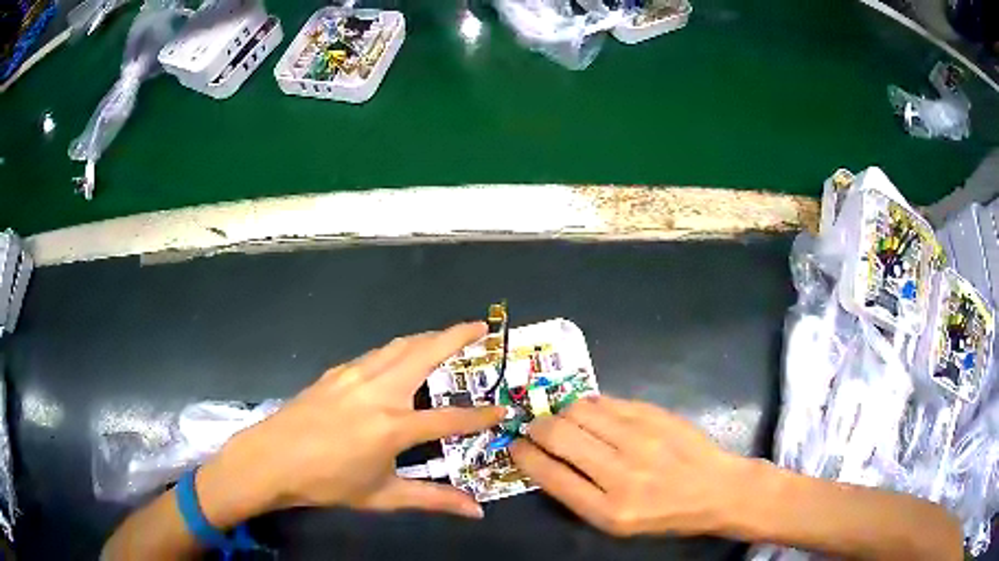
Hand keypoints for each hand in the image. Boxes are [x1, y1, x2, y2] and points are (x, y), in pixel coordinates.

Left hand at [204, 322, 504, 521]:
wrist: (271, 459)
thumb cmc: (328, 482)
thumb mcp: (382, 496)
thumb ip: (432, 500)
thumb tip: (475, 511)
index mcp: (393, 427)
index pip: (450, 418)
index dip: (481, 415)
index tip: (503, 410)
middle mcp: (379, 392)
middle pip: (426, 353)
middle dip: (457, 336)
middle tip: (481, 326)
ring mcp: (355, 376)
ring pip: (400, 345)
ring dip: (428, 336)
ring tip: (447, 335)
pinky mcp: (336, 372)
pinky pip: (376, 353)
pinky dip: (399, 348)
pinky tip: (399, 356)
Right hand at [510, 396, 747, 536]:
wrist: (716, 488)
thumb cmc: (664, 514)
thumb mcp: (616, 522)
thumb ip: (579, 493)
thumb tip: (545, 458)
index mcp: (608, 509)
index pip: (550, 474)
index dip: (523, 455)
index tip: (514, 446)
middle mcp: (621, 472)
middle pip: (558, 435)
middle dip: (535, 428)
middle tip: (534, 429)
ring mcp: (640, 438)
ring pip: (578, 410)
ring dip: (560, 413)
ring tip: (563, 420)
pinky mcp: (654, 415)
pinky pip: (606, 401)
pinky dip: (588, 405)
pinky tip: (591, 413)